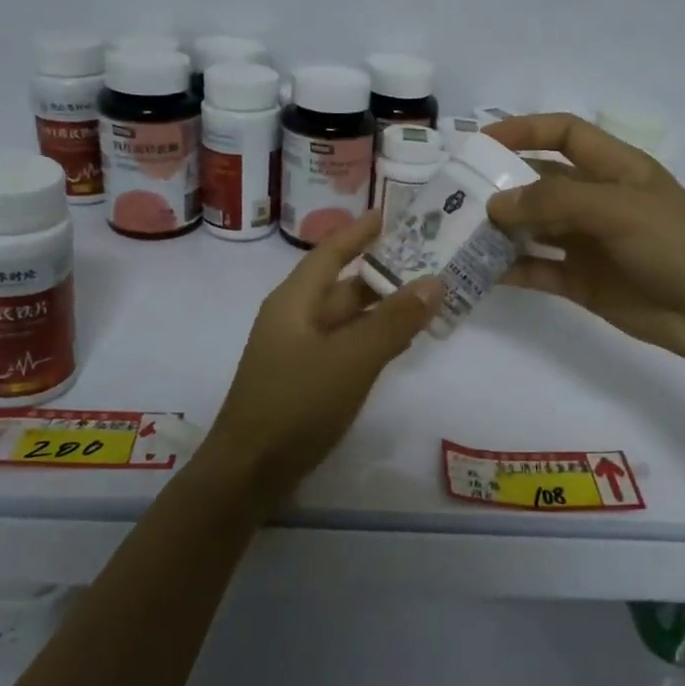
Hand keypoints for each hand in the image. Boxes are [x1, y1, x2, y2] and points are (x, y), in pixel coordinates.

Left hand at [203, 208, 443, 494]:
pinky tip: (402, 342)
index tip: (395, 215)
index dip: (361, 231)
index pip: (331, 252)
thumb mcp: (351, 359)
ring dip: (384, 309)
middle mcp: (295, 318)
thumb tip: (434, 282)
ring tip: (428, 297)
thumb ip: (394, 322)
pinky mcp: (307, 380)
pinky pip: (346, 347)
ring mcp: (300, 351)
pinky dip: (374, 339)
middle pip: (344, 286)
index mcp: (295, 301)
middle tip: (431, 261)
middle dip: (384, 273)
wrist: (250, 471)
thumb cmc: (297, 404)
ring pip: (348, 319)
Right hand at [483, 114, 684, 364]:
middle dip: (501, 185)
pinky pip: (538, 269)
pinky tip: (479, 272)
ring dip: (500, 229)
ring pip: (533, 228)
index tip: (481, 143)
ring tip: (458, 234)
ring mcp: (587, 243)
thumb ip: (554, 202)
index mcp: (613, 168)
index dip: (524, 130)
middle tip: (455, 195)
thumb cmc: (675, 244)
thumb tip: (495, 204)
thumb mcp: (617, 209)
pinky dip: (511, 269)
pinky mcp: (581, 281)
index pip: (563, 134)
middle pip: (539, 183)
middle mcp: (596, 201)